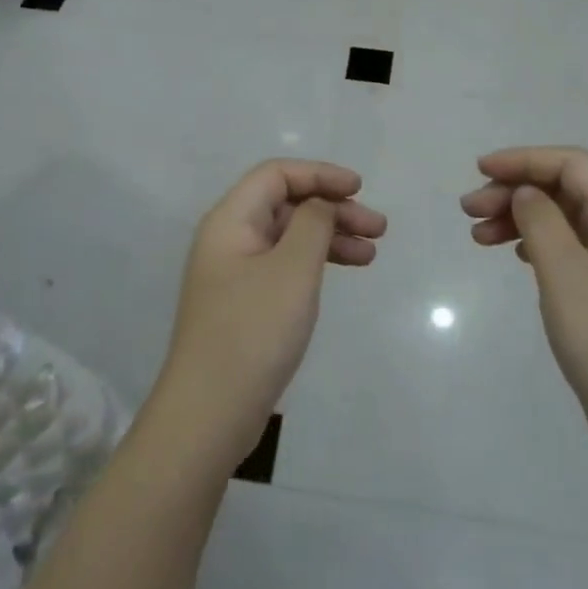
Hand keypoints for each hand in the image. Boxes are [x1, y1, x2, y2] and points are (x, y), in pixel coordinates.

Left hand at [154, 160, 385, 471]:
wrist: (209, 414)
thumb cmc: (253, 332)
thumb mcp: (293, 269)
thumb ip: (313, 224)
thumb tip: (320, 204)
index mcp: (230, 220)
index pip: (276, 175)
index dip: (319, 174)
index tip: (359, 188)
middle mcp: (229, 239)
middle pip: (285, 204)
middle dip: (333, 209)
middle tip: (378, 227)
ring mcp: (234, 273)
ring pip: (289, 237)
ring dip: (330, 237)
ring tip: (372, 253)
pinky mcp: (244, 303)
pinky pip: (284, 266)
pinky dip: (315, 264)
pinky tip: (343, 274)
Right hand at [461, 147, 587, 465]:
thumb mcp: (566, 274)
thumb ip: (542, 222)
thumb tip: (526, 193)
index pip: (573, 165)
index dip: (525, 160)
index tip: (480, 170)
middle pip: (566, 190)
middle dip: (516, 191)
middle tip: (468, 210)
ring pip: (563, 219)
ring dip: (520, 218)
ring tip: (478, 236)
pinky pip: (568, 248)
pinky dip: (535, 243)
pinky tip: (513, 254)